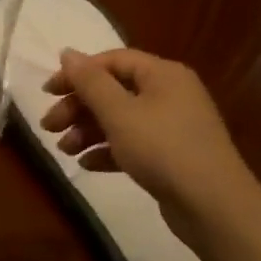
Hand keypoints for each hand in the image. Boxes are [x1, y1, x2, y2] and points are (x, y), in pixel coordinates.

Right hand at [40, 48, 260, 240]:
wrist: (213, 207)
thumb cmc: (162, 149)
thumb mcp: (119, 113)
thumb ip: (90, 82)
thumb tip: (67, 52)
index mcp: (162, 74)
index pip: (111, 61)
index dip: (77, 73)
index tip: (47, 93)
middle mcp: (169, 93)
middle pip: (113, 90)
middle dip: (78, 107)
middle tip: (49, 127)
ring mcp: (172, 126)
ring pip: (120, 119)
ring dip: (87, 131)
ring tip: (65, 150)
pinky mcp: (171, 156)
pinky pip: (132, 144)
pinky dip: (107, 150)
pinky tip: (87, 165)